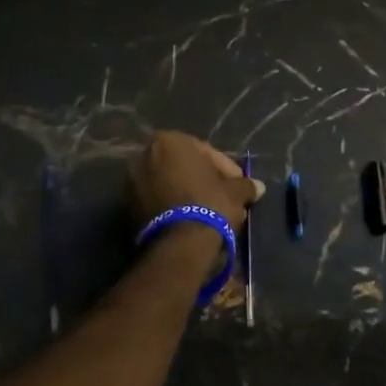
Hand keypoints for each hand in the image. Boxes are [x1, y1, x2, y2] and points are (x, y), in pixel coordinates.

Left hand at [130, 130, 264, 256]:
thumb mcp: (235, 191)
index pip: (206, 151)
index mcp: (170, 141)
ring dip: (189, 194)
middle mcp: (145, 155)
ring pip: (171, 184)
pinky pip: (158, 200)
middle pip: (185, 166)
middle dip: (205, 180)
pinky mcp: (127, 208)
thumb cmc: (209, 204)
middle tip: (224, 197)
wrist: (178, 244)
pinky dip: (174, 206)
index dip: (226, 169)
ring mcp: (132, 182)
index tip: (238, 185)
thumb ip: (245, 185)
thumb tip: (258, 187)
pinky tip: (193, 221)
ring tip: (210, 212)